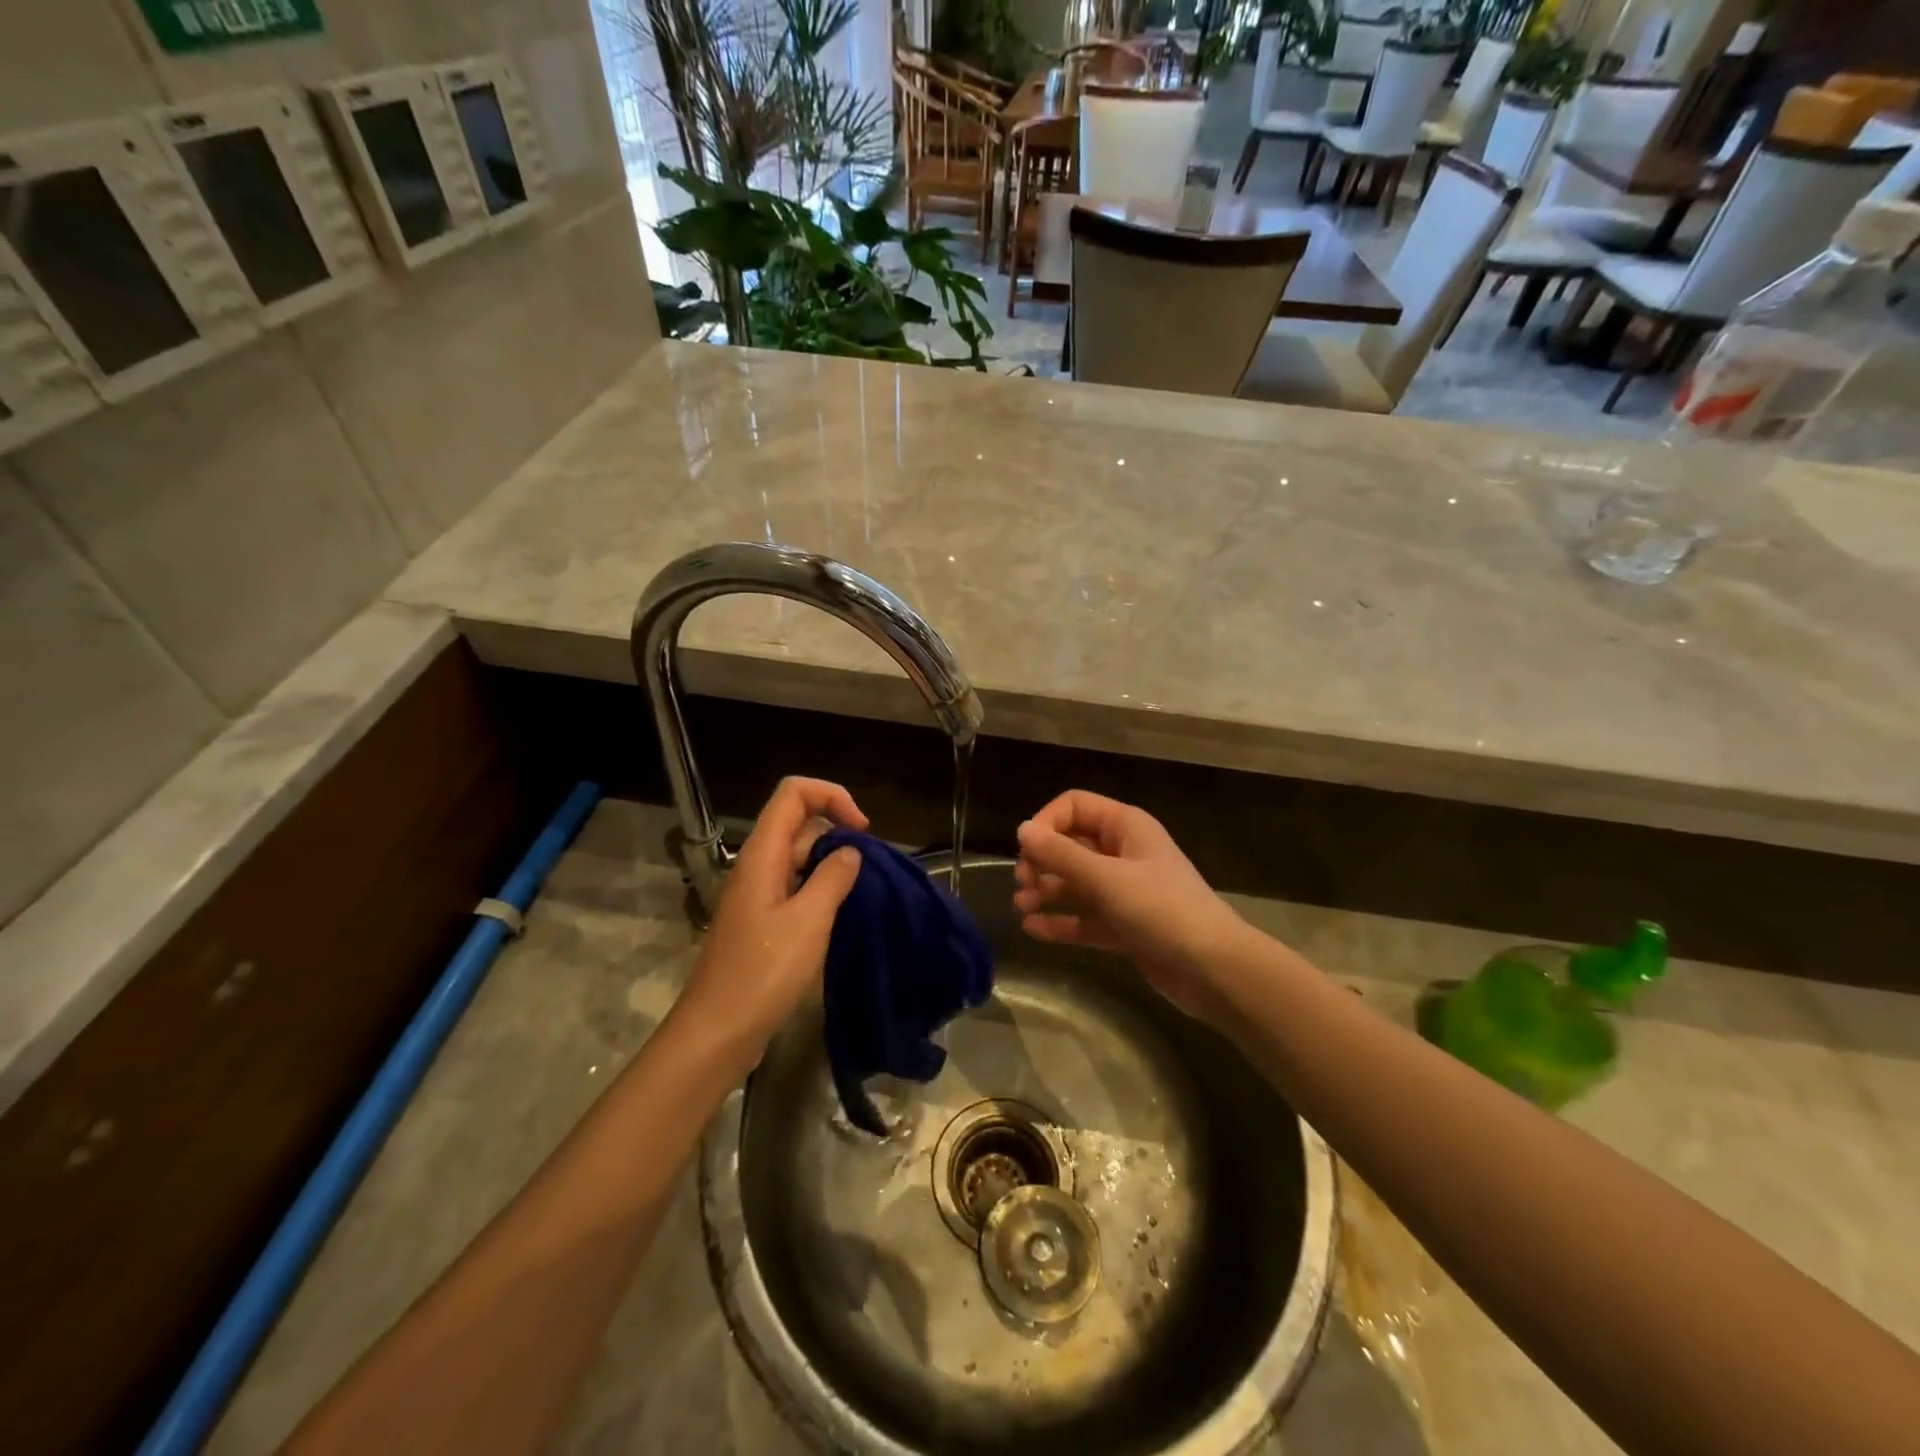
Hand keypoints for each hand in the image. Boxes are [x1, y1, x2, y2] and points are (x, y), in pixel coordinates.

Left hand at [671, 777, 866, 1077]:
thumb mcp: (809, 921)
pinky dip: (822, 889)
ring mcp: (759, 893)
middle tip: (870, 867)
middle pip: (799, 821)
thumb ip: (833, 877)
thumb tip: (850, 851)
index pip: (794, 792)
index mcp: (763, 854)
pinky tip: (843, 913)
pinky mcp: (763, 921)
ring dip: (833, 863)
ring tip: (863, 890)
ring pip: (800, 856)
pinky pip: (796, 887)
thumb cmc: (763, 973)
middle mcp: (758, 865)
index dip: (832, 796)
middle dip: (838, 831)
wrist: (718, 1033)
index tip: (862, 831)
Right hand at [1013, 791, 1247, 1021]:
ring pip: (1077, 883)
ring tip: (1022, 907)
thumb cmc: (1161, 909)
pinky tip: (1033, 930)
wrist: (1213, 969)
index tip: (1026, 850)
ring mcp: (1126, 891)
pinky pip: (1086, 917)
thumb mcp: (1107, 878)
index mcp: (1126, 827)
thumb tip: (1022, 829)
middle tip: (1023, 883)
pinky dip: (1061, 921)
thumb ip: (1061, 855)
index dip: (1047, 822)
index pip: (1075, 806)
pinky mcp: (1126, 926)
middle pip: (1072, 844)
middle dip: (1043, 860)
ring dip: (1047, 891)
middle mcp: (1125, 853)